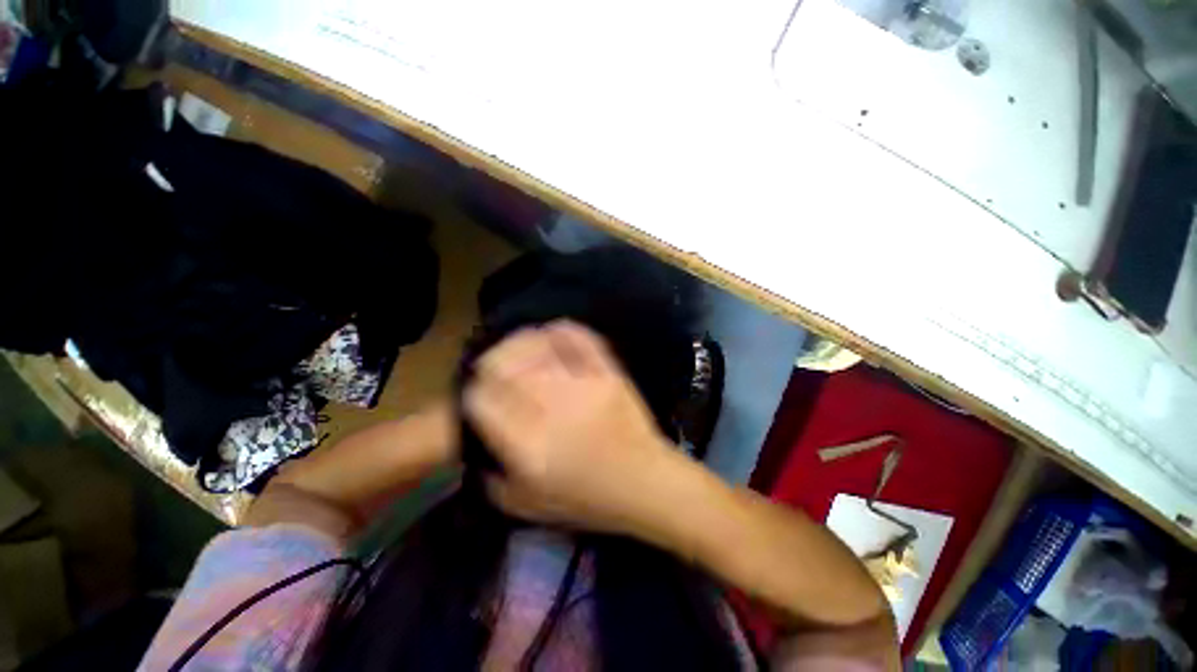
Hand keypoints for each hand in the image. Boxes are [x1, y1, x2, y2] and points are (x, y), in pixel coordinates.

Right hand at [463, 320, 680, 535]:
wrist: (645, 482)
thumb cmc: (588, 499)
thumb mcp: (527, 506)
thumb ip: (490, 479)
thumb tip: (474, 443)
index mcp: (527, 443)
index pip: (482, 398)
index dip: (474, 392)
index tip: (480, 394)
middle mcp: (550, 406)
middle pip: (505, 364)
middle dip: (492, 362)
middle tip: (495, 368)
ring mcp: (582, 384)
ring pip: (538, 344)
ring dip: (521, 343)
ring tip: (520, 349)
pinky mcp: (607, 371)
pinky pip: (579, 338)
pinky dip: (561, 331)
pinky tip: (552, 335)